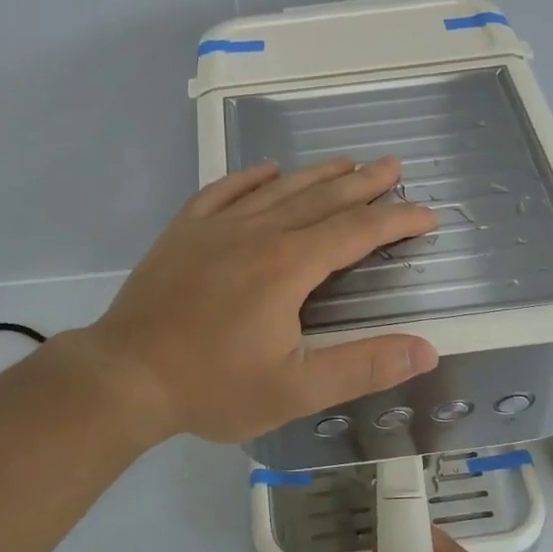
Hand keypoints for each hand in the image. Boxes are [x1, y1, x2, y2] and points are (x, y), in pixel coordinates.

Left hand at [84, 156, 439, 445]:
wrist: (125, 376)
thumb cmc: (212, 386)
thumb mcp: (294, 390)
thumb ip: (362, 367)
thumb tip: (425, 349)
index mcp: (289, 266)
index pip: (356, 232)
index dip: (396, 221)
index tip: (427, 214)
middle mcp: (258, 233)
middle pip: (321, 199)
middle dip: (363, 183)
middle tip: (393, 167)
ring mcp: (216, 228)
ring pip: (277, 190)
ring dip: (316, 174)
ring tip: (346, 161)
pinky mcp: (183, 232)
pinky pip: (223, 192)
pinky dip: (249, 177)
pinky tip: (265, 169)